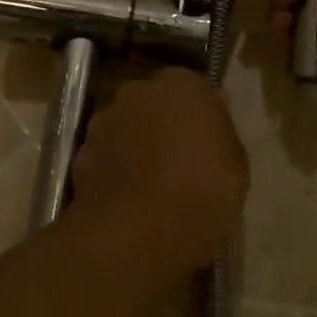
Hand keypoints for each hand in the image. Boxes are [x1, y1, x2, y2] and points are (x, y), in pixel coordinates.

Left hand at [72, 69, 248, 271]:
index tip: (206, 140)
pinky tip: (128, 198)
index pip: (191, 87)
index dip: (198, 113)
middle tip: (179, 160)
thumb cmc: (202, 191)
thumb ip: (222, 127)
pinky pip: (106, 156)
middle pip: (153, 103)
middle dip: (162, 123)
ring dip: (135, 145)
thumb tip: (216, 102)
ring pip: (125, 127)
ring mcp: (104, 122)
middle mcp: (137, 92)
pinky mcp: (81, 154)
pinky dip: (114, 170)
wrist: (136, 231)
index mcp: (180, 85)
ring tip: (152, 185)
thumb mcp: (235, 164)